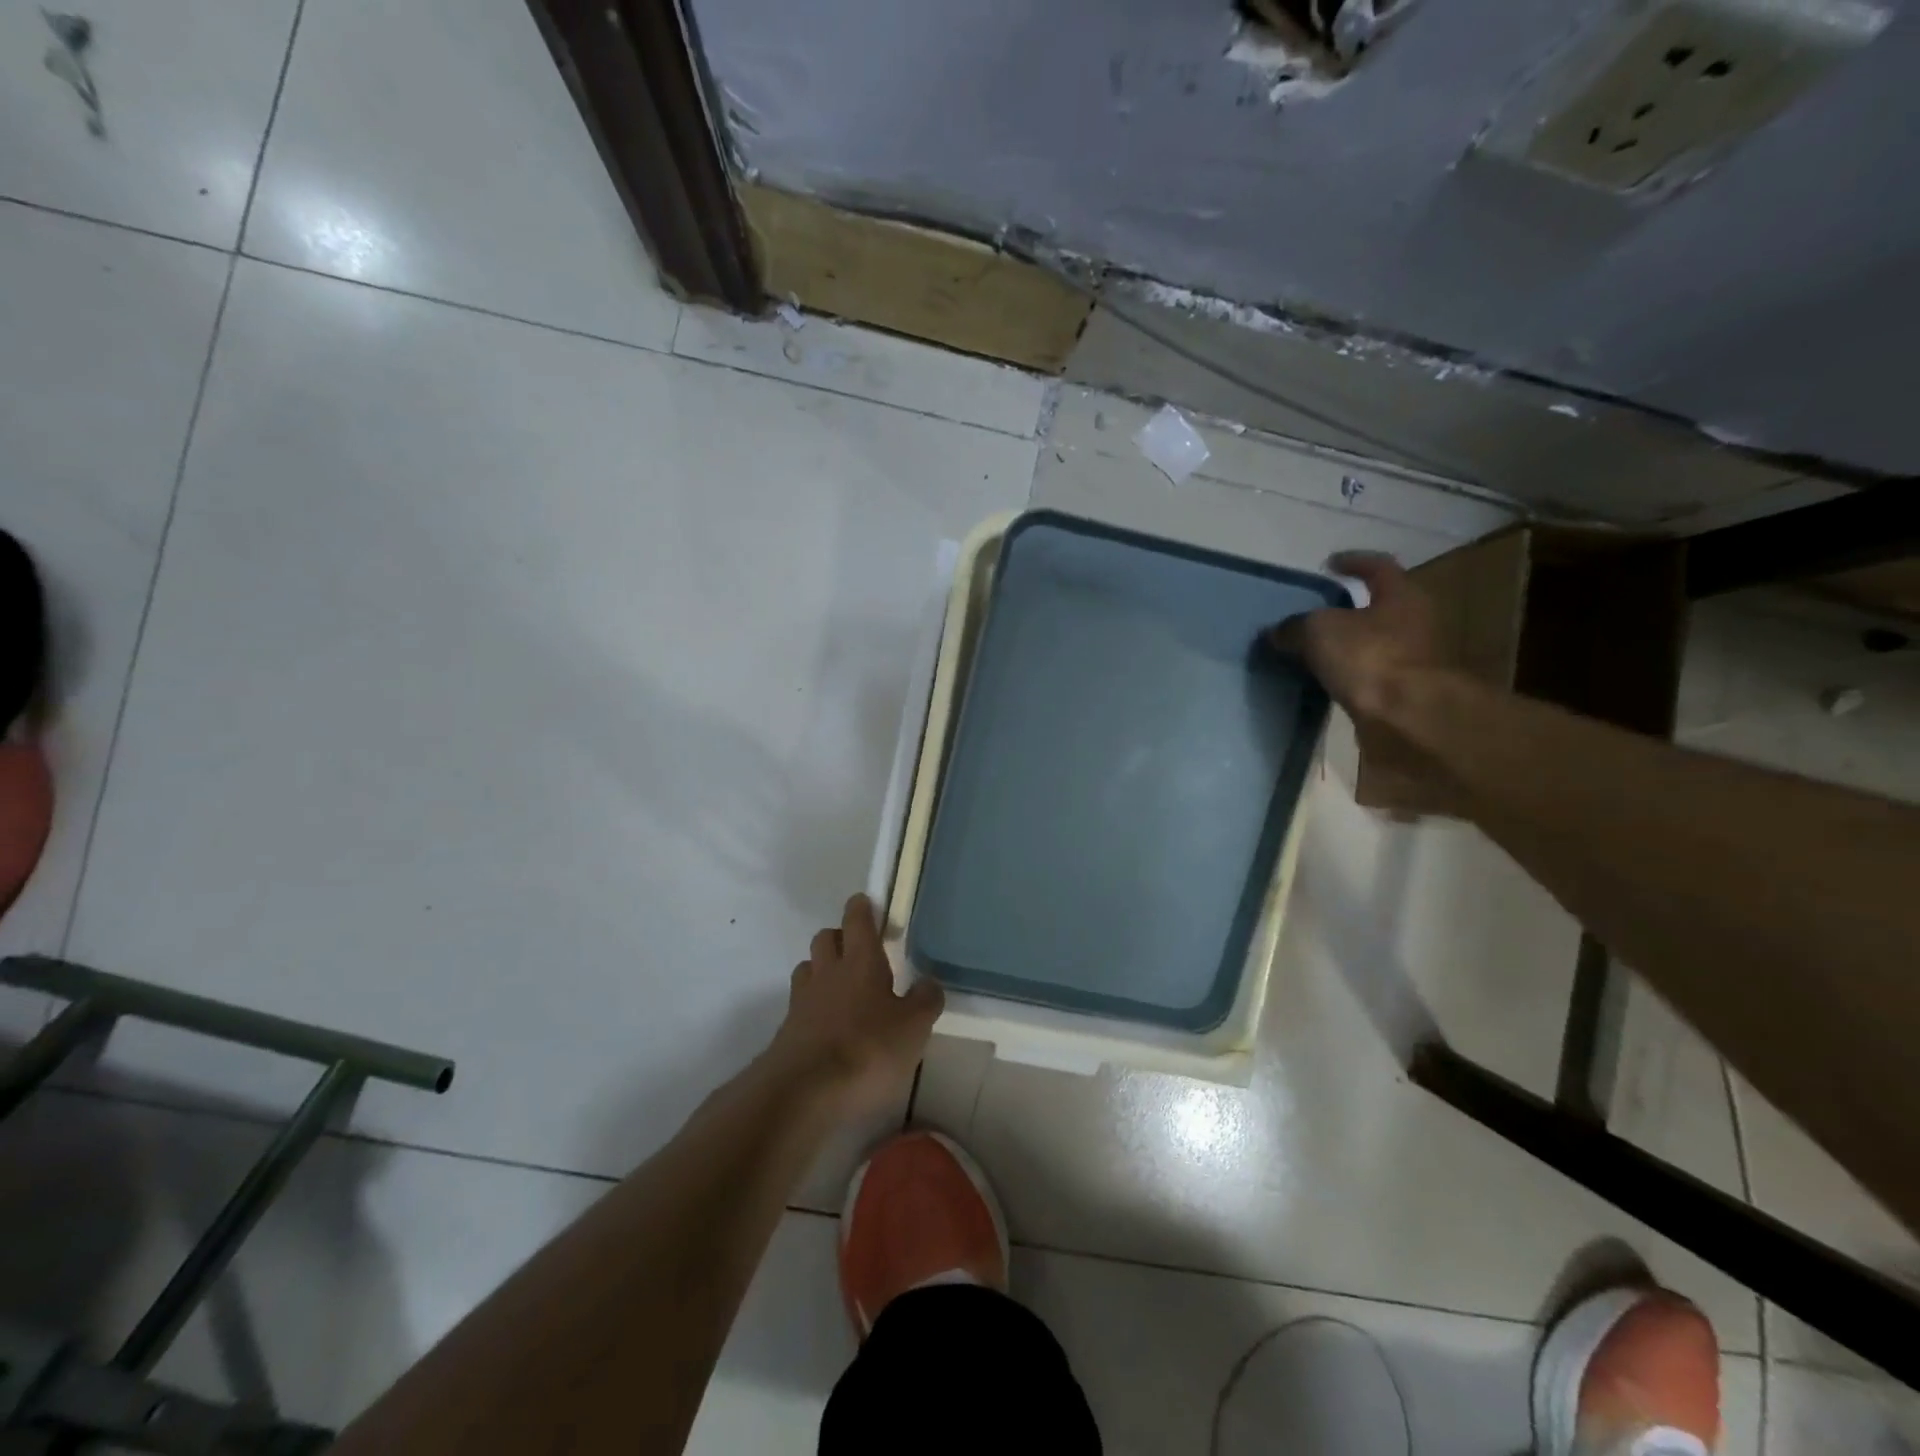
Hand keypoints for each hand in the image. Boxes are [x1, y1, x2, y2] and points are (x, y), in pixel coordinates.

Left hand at [765, 894, 943, 1118]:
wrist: (804, 1092)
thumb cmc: (867, 1049)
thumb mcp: (913, 1027)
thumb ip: (925, 1001)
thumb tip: (929, 982)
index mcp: (861, 962)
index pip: (857, 921)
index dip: (861, 908)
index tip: (865, 902)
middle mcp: (828, 972)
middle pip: (826, 938)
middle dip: (840, 937)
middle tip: (858, 950)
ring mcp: (802, 1001)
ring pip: (808, 968)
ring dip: (821, 969)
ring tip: (840, 987)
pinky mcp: (787, 1031)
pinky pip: (800, 1004)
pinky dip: (813, 1006)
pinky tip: (827, 1025)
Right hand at [1270, 551, 1453, 813]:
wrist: (1408, 719)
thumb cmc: (1369, 658)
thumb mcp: (1318, 631)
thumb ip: (1294, 627)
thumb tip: (1277, 632)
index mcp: (1401, 596)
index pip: (1378, 568)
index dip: (1353, 562)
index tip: (1329, 564)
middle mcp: (1414, 624)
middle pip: (1378, 608)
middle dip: (1347, 609)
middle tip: (1313, 612)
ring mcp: (1412, 661)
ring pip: (1372, 644)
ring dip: (1345, 646)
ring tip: (1309, 650)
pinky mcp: (1401, 694)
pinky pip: (1368, 676)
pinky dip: (1346, 675)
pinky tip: (1322, 681)